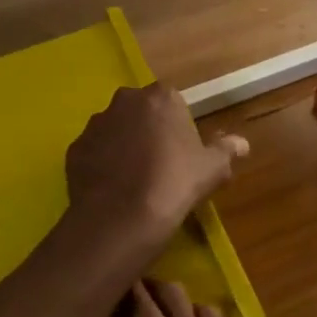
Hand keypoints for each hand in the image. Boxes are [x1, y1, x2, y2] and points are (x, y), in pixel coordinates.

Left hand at [65, 84, 247, 249]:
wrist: (121, 218)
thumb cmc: (175, 184)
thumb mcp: (212, 169)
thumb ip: (227, 150)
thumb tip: (242, 143)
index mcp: (161, 98)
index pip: (173, 101)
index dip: (178, 125)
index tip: (183, 151)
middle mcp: (124, 101)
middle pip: (140, 111)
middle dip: (148, 129)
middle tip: (160, 164)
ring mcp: (94, 124)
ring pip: (114, 130)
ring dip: (123, 145)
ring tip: (133, 180)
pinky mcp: (74, 149)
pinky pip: (94, 152)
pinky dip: (102, 164)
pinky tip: (112, 189)